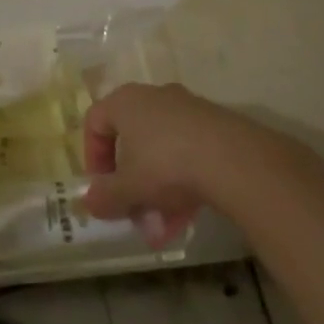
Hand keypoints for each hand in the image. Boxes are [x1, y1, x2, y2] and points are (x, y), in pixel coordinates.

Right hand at [79, 84, 273, 247]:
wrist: (235, 160)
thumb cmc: (166, 165)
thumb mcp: (129, 188)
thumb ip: (104, 196)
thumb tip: (88, 202)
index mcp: (124, 102)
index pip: (95, 123)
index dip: (93, 158)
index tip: (101, 188)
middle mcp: (154, 97)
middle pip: (132, 141)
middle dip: (131, 183)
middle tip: (135, 212)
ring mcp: (188, 109)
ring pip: (163, 151)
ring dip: (158, 189)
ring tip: (165, 225)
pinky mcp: (217, 125)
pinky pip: (189, 153)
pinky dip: (184, 182)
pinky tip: (189, 214)